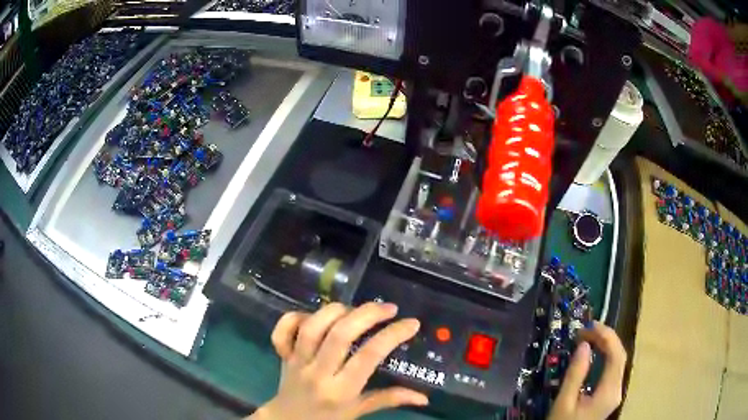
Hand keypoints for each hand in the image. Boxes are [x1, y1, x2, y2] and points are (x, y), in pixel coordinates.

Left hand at [249, 302, 427, 419]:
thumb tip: (424, 397)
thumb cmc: (328, 417)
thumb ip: (389, 400)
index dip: (392, 335)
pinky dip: (296, 316)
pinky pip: (284, 329)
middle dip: (367, 314)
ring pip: (313, 327)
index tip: (411, 323)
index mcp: (341, 390)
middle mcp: (318, 373)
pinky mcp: (283, 354)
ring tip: (354, 309)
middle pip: (340, 335)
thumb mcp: (359, 411)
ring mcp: (297, 361)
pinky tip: (315, 315)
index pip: (369, 357)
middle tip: (388, 308)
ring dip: (336, 311)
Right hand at [548, 321, 626, 419]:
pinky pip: (612, 368)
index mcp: (609, 392)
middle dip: (605, 338)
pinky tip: (594, 352)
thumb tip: (584, 344)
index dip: (607, 336)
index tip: (589, 326)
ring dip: (605, 345)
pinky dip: (604, 356)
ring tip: (588, 337)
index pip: (617, 355)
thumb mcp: (564, 402)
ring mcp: (615, 392)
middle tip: (585, 330)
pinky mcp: (610, 394)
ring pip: (617, 360)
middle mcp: (617, 389)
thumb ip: (575, 374)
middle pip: (619, 356)